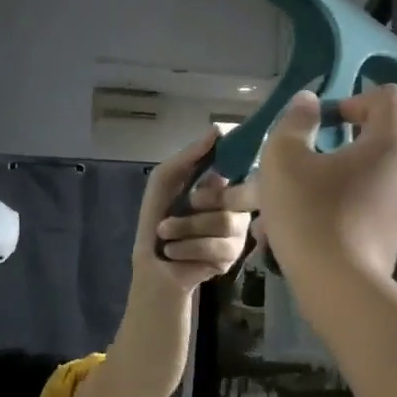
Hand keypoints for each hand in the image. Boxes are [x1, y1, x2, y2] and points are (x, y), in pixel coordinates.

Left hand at [137, 131, 255, 292]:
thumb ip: (188, 156)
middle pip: (232, 196)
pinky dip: (187, 247)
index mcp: (224, 184)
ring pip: (225, 222)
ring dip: (185, 228)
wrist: (153, 266)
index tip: (219, 163)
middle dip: (198, 203)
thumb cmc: (157, 218)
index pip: (243, 166)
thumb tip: (217, 130)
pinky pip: (217, 247)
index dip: (235, 163)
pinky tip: (175, 252)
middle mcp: (238, 206)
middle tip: (182, 208)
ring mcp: (238, 233)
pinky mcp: (233, 258)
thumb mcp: (165, 181)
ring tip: (166, 234)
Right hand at [254, 86, 396, 280]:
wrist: (338, 289)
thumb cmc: (310, 212)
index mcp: (391, 144)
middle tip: (293, 164)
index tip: (324, 122)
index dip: (354, 98)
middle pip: (372, 140)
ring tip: (276, 207)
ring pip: (357, 179)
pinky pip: (358, 210)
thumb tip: (308, 102)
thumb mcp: (284, 157)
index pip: (389, 97)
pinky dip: (329, 211)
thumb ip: (296, 121)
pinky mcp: (390, 238)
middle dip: (328, 147)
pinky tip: (289, 234)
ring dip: (320, 183)